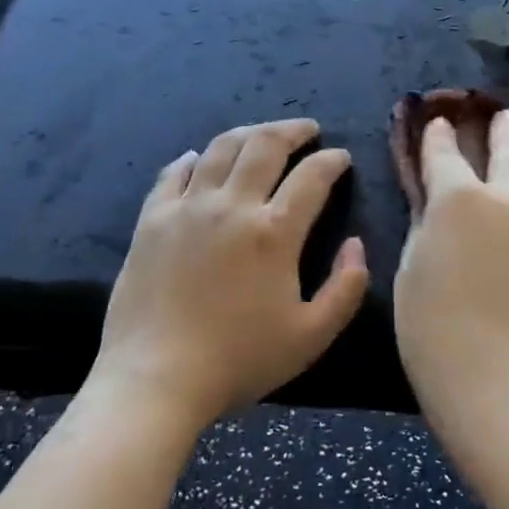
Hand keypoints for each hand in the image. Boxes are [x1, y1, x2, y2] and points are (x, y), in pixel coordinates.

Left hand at [91, 119, 369, 431]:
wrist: (155, 379)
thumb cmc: (239, 360)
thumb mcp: (312, 336)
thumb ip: (346, 288)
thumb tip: (356, 244)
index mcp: (274, 232)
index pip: (312, 176)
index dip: (332, 161)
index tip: (341, 158)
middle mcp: (232, 206)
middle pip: (265, 145)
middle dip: (293, 130)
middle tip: (307, 129)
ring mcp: (187, 208)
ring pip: (221, 149)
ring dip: (248, 133)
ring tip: (262, 134)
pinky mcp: (151, 220)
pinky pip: (173, 174)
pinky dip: (193, 159)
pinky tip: (200, 159)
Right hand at [394, 109, 508, 422]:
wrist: (501, 380)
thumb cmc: (434, 333)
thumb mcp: (412, 273)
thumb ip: (428, 229)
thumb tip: (438, 208)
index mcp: (458, 199)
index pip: (444, 152)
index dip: (439, 135)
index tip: (442, 123)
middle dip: (506, 129)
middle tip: (506, 120)